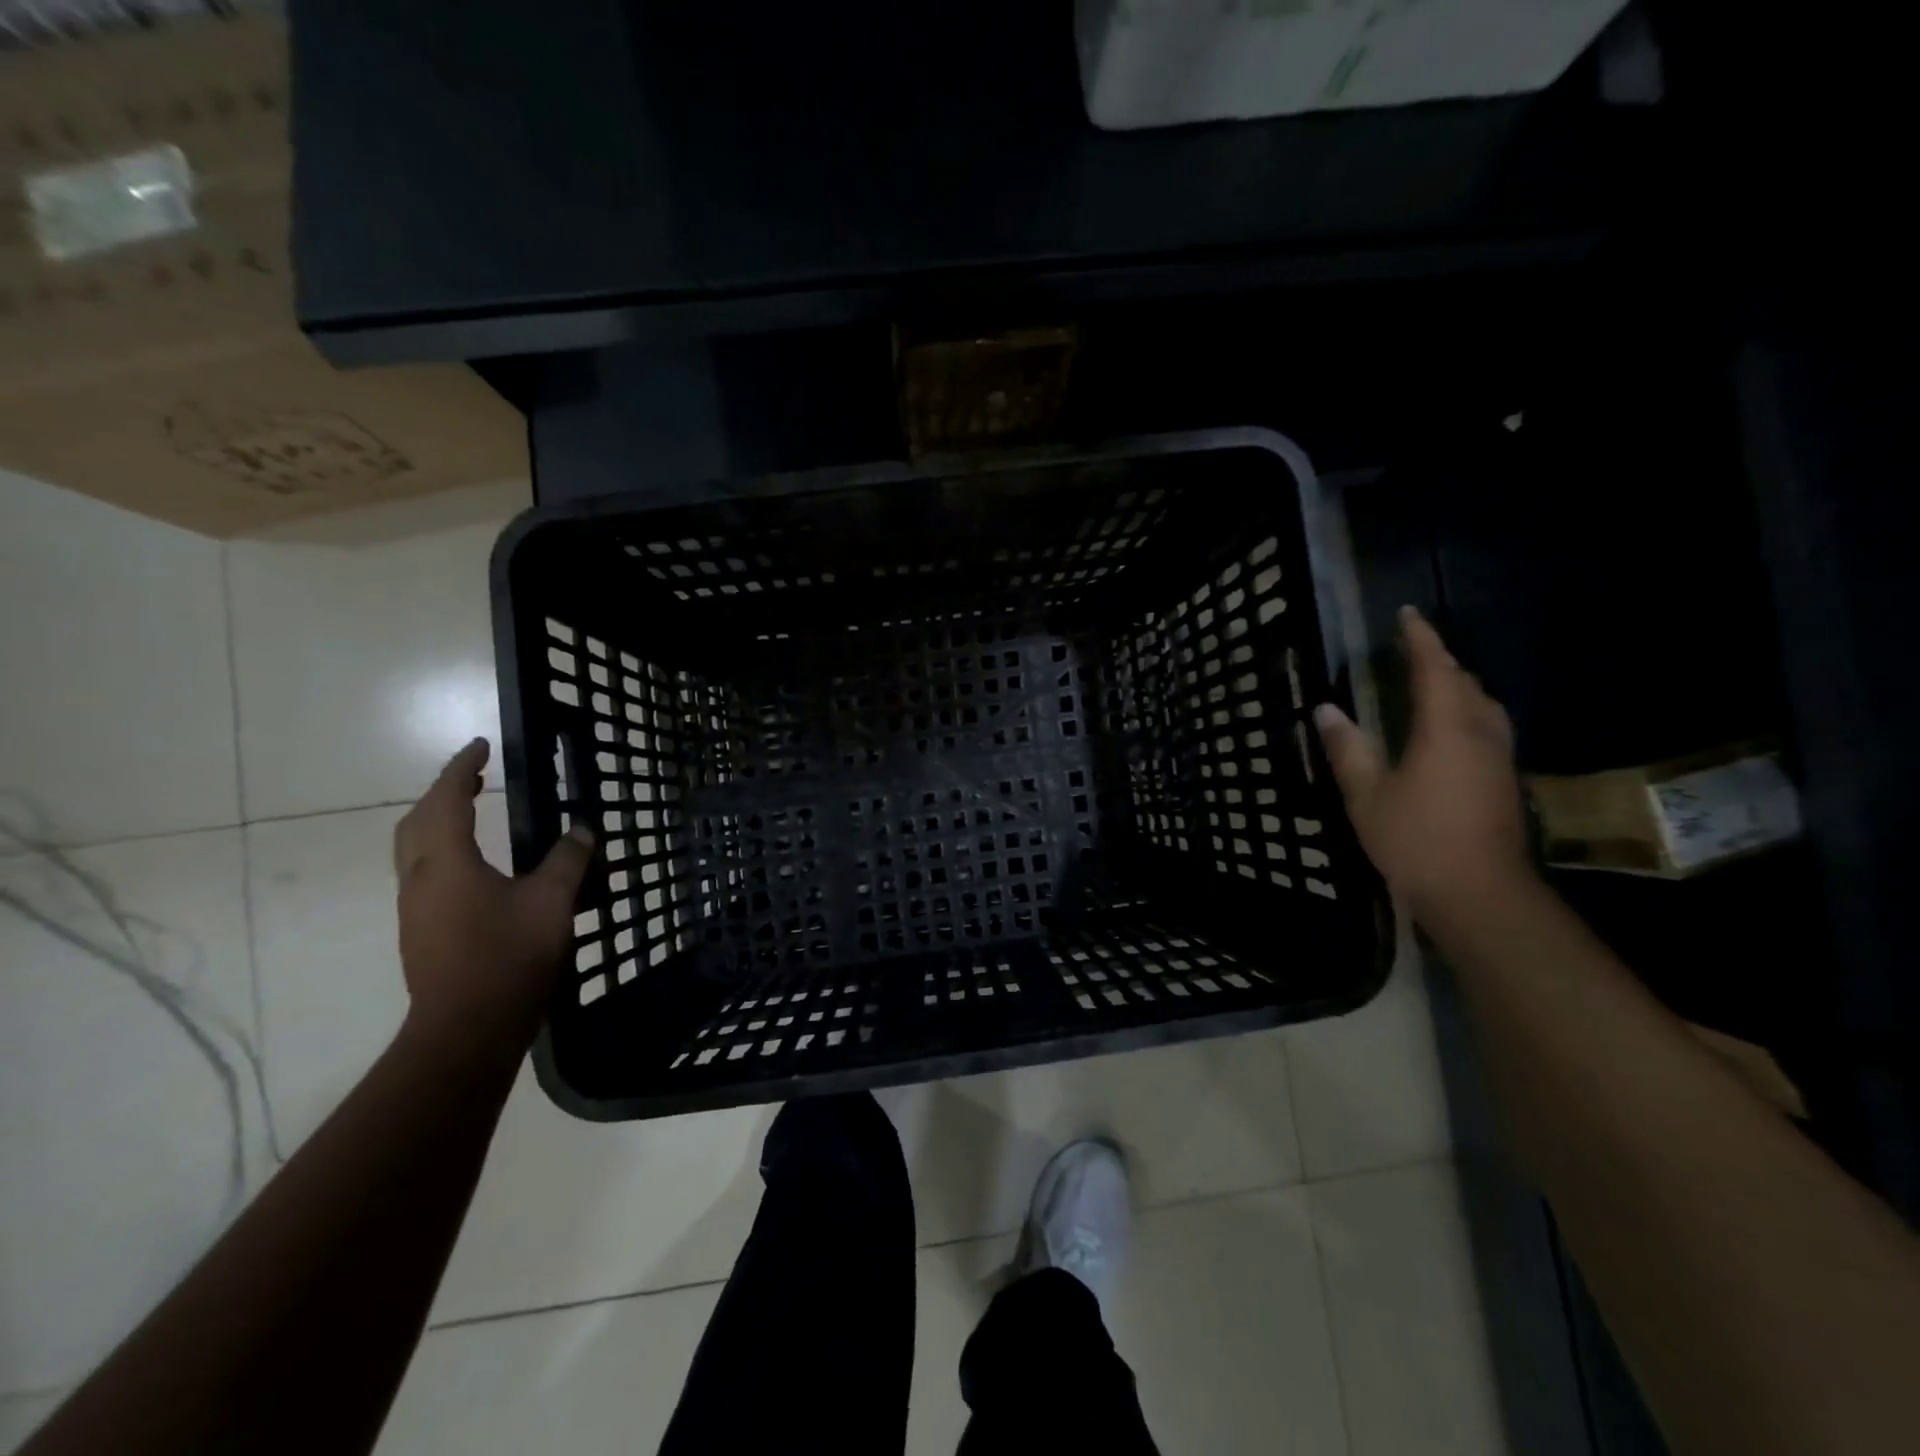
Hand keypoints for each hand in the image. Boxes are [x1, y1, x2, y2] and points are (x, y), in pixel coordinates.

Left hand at [393, 739, 594, 1060]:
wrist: (467, 1029)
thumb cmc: (509, 956)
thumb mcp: (552, 902)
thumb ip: (568, 860)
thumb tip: (582, 830)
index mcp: (447, 862)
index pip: (447, 800)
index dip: (461, 769)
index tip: (481, 745)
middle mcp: (420, 879)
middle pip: (417, 821)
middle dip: (442, 792)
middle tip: (474, 775)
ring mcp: (415, 908)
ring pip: (416, 849)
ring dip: (438, 820)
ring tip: (472, 811)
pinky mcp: (422, 931)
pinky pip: (426, 873)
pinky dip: (444, 849)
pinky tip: (475, 864)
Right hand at [1314, 606, 1532, 924]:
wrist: (1480, 893)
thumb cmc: (1416, 840)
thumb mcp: (1366, 796)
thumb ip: (1347, 749)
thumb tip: (1326, 709)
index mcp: (1445, 729)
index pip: (1434, 669)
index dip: (1420, 639)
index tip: (1406, 614)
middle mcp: (1479, 734)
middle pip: (1465, 683)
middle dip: (1440, 661)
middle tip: (1412, 650)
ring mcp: (1498, 759)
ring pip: (1483, 705)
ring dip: (1458, 686)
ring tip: (1432, 684)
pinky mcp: (1504, 781)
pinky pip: (1487, 727)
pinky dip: (1466, 712)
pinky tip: (1449, 731)